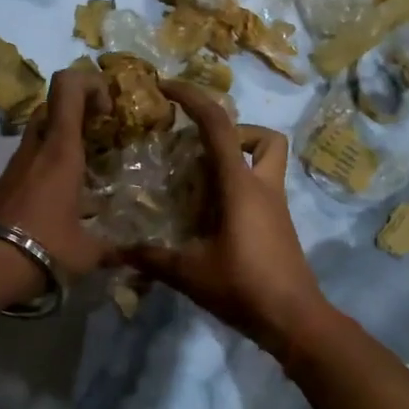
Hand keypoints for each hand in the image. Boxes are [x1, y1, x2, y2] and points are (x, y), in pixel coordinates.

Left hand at [0, 68, 108, 284]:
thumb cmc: (46, 247)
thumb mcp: (87, 251)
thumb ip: (111, 249)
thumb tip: (130, 257)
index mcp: (61, 150)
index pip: (68, 87)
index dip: (89, 82)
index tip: (108, 106)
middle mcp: (36, 148)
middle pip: (53, 105)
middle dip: (79, 110)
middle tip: (100, 133)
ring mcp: (15, 164)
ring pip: (39, 131)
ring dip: (62, 137)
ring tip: (84, 167)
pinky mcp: (3, 182)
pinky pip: (30, 158)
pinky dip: (47, 161)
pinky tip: (60, 194)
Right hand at [118, 80, 332, 357]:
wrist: (295, 320)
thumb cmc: (243, 286)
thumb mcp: (189, 272)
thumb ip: (150, 258)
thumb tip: (113, 252)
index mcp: (240, 186)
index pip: (218, 125)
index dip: (193, 98)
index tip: (167, 88)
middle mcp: (263, 187)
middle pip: (263, 137)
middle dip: (232, 132)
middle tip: (198, 151)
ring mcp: (276, 206)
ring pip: (267, 161)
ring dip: (238, 158)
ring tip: (201, 182)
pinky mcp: (279, 225)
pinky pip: (260, 188)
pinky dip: (238, 187)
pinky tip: (210, 216)